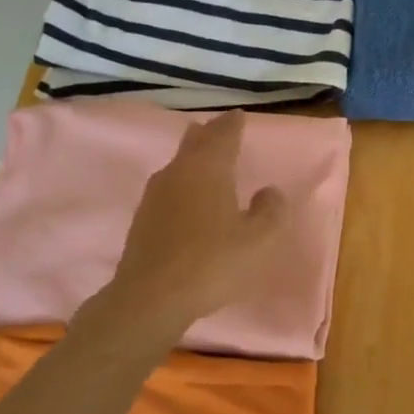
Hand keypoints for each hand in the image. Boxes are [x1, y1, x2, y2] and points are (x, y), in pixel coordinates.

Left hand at [102, 111, 287, 339]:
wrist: (151, 297)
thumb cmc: (212, 263)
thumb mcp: (258, 240)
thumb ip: (270, 211)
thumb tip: (269, 191)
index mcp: (209, 168)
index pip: (223, 134)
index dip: (233, 125)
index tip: (239, 116)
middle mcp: (179, 172)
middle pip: (195, 142)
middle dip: (209, 134)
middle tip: (220, 129)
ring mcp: (155, 194)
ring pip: (178, 164)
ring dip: (193, 157)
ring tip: (205, 159)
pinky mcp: (143, 218)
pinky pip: (168, 187)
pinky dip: (182, 183)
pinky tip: (187, 198)